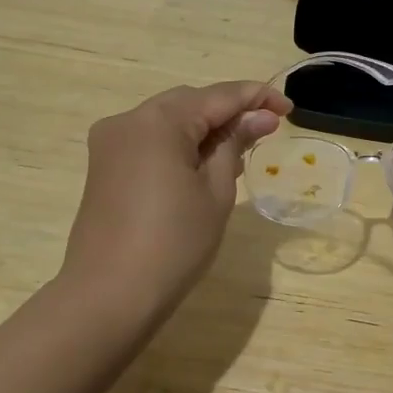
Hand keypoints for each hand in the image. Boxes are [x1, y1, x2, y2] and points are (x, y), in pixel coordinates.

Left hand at [60, 80, 289, 314]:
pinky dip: (180, 143)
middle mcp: (129, 119)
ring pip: (169, 119)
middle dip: (229, 111)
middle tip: (267, 130)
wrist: (108, 297)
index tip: (288, 109)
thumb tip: (260, 117)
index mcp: (159, 121)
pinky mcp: (104, 164)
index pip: (219, 96)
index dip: (257, 98)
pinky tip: (204, 163)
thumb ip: (235, 144)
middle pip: (191, 102)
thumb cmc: (174, 243)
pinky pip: (151, 139)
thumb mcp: (216, 191)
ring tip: (241, 149)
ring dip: (205, 128)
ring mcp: (111, 142)